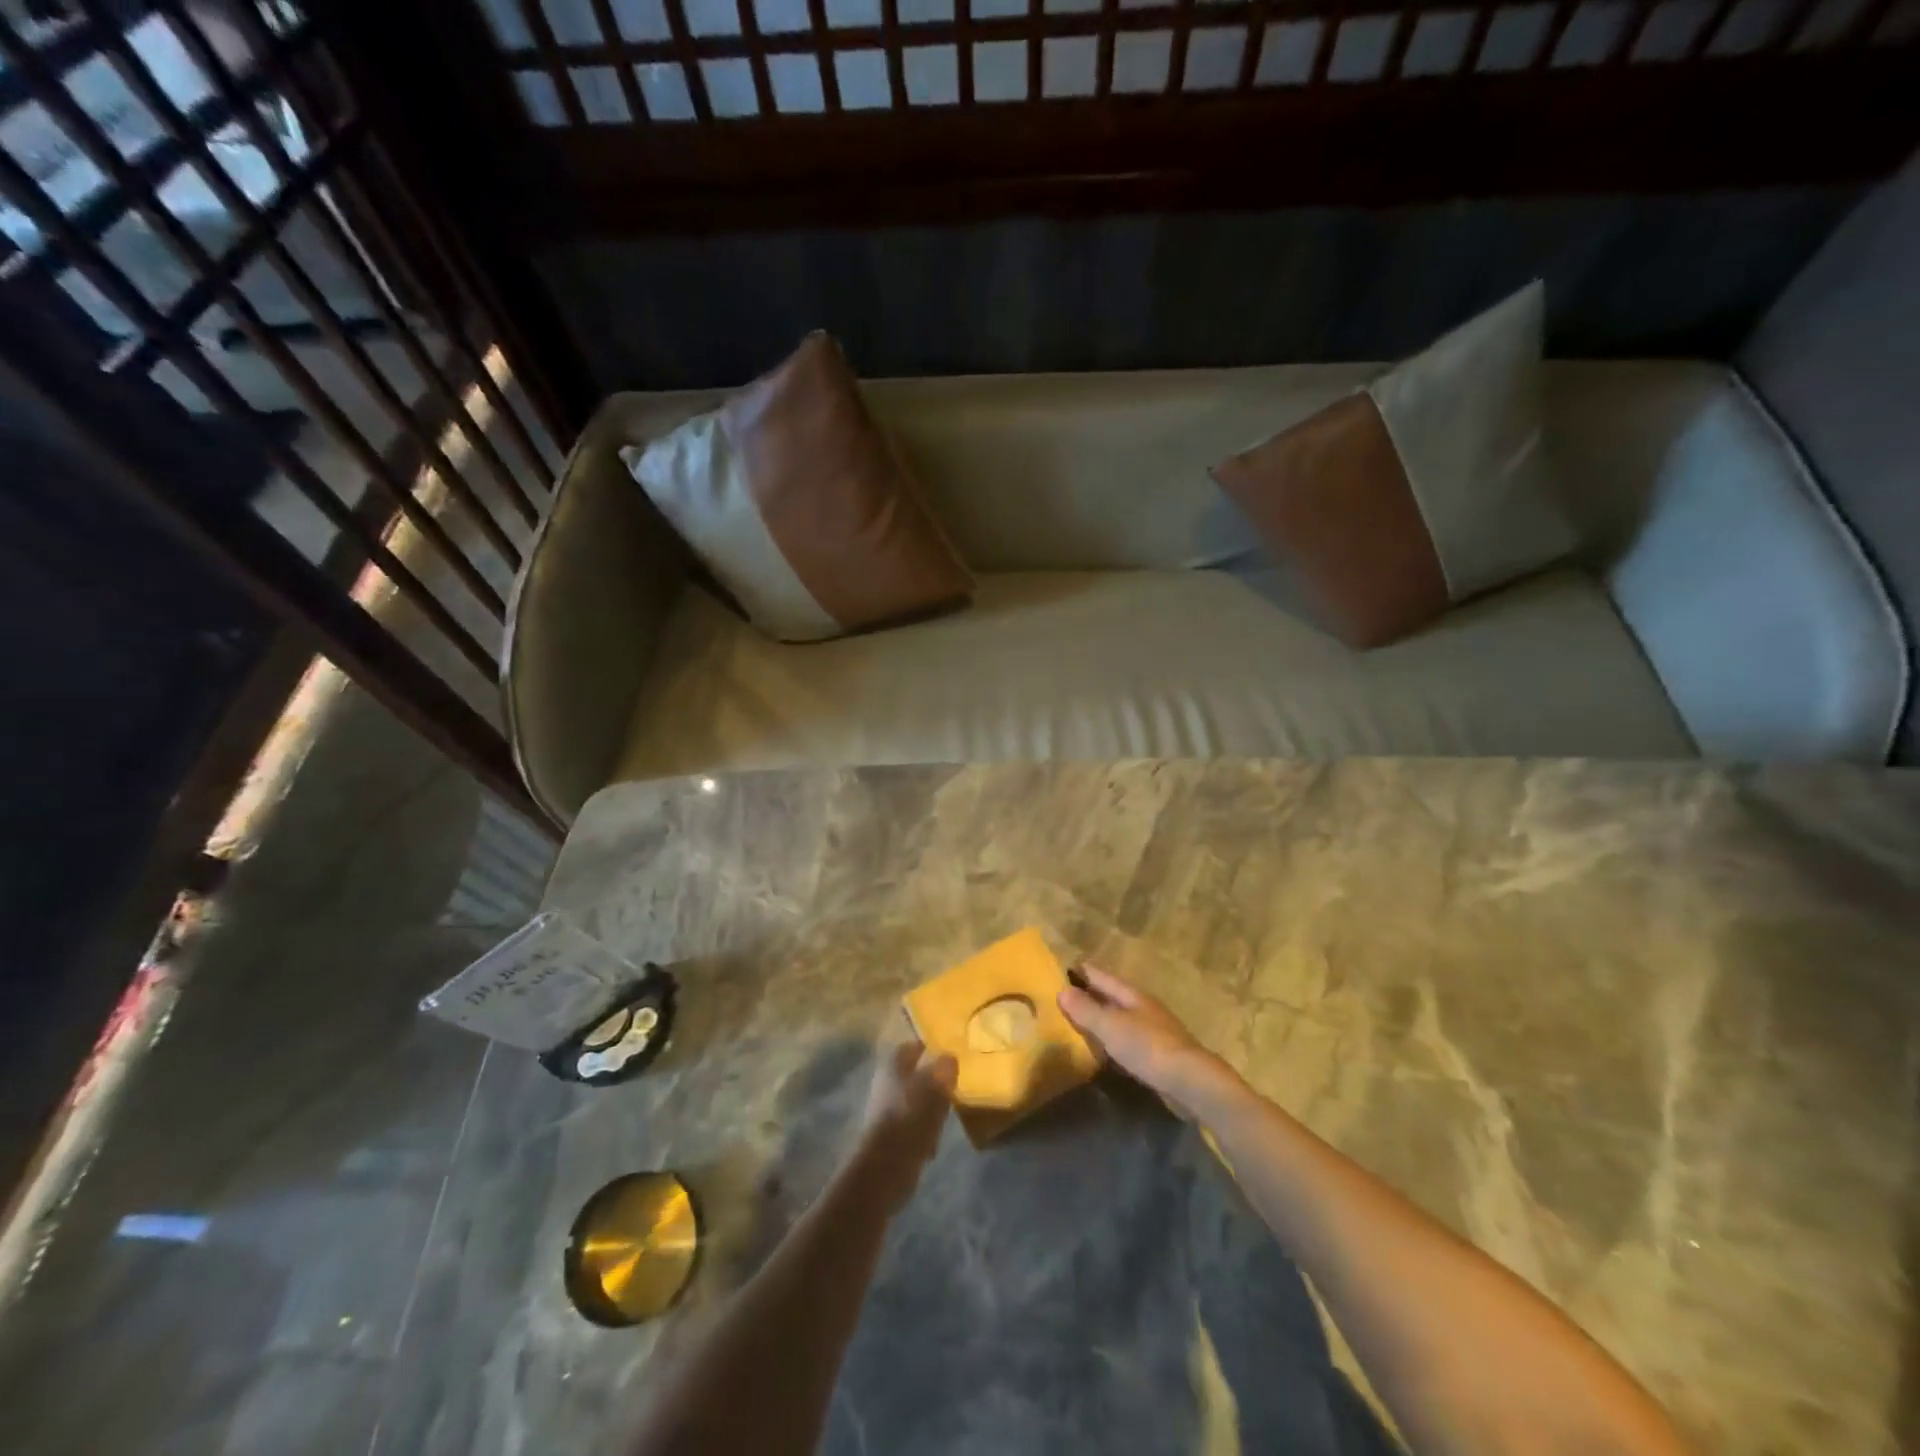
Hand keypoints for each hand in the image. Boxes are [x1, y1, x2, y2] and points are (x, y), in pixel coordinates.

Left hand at [854, 1038, 956, 1208]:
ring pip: (914, 1101)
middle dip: (932, 1080)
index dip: (930, 1048)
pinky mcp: (889, 1137)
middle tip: (953, 1085)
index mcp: (893, 1063)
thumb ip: (945, 1067)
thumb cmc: (912, 1114)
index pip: (912, 1046)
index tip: (949, 1053)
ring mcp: (885, 1110)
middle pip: (913, 1074)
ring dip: (930, 1107)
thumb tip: (949, 1059)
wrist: (887, 1164)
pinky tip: (935, 1141)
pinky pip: (912, 1126)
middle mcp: (886, 1082)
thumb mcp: (937, 1084)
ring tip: (948, 1114)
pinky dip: (924, 1131)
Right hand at [1059, 966, 1237, 1115]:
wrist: (1190, 1081)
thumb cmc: (1148, 1047)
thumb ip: (1086, 1009)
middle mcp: (1142, 1007)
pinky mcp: (1156, 1054)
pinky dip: (1111, 1040)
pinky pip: (1126, 1039)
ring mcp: (1152, 1030)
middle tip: (1061, 996)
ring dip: (1100, 1018)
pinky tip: (1102, 1050)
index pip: (1100, 975)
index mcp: (1131, 994)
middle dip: (1088, 994)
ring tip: (1075, 1023)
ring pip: (1119, 1018)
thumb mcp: (1111, 1026)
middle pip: (1110, 995)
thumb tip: (1062, 990)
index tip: (1058, 969)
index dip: (1080, 971)